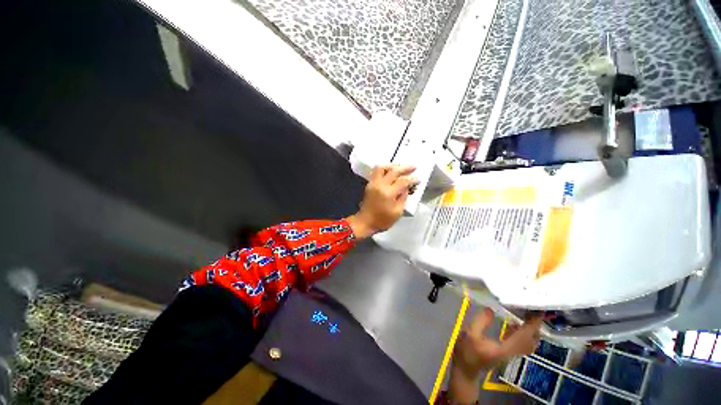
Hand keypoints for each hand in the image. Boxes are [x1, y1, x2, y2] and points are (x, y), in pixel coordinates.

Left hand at [346, 164, 417, 238]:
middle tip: (413, 167)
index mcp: (388, 193)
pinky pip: (376, 171)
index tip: (418, 179)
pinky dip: (385, 169)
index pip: (403, 181)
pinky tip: (391, 171)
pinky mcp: (369, 184)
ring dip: (392, 165)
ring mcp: (373, 183)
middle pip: (393, 171)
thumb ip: (403, 198)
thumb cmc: (382, 220)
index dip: (412, 179)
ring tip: (400, 167)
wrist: (365, 222)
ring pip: (382, 167)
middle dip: (405, 168)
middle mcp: (380, 185)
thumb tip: (406, 188)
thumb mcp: (397, 212)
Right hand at [448, 308, 542, 403]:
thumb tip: (490, 309)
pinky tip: (514, 323)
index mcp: (505, 348)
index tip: (538, 312)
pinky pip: (521, 342)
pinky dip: (522, 332)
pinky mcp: (506, 352)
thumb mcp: (470, 334)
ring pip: (528, 343)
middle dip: (535, 326)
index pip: (525, 336)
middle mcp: (512, 352)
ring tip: (526, 314)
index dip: (533, 325)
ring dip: (530, 329)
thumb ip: (480, 322)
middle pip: (531, 341)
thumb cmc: (467, 351)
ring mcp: (510, 353)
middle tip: (532, 310)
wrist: (466, 369)